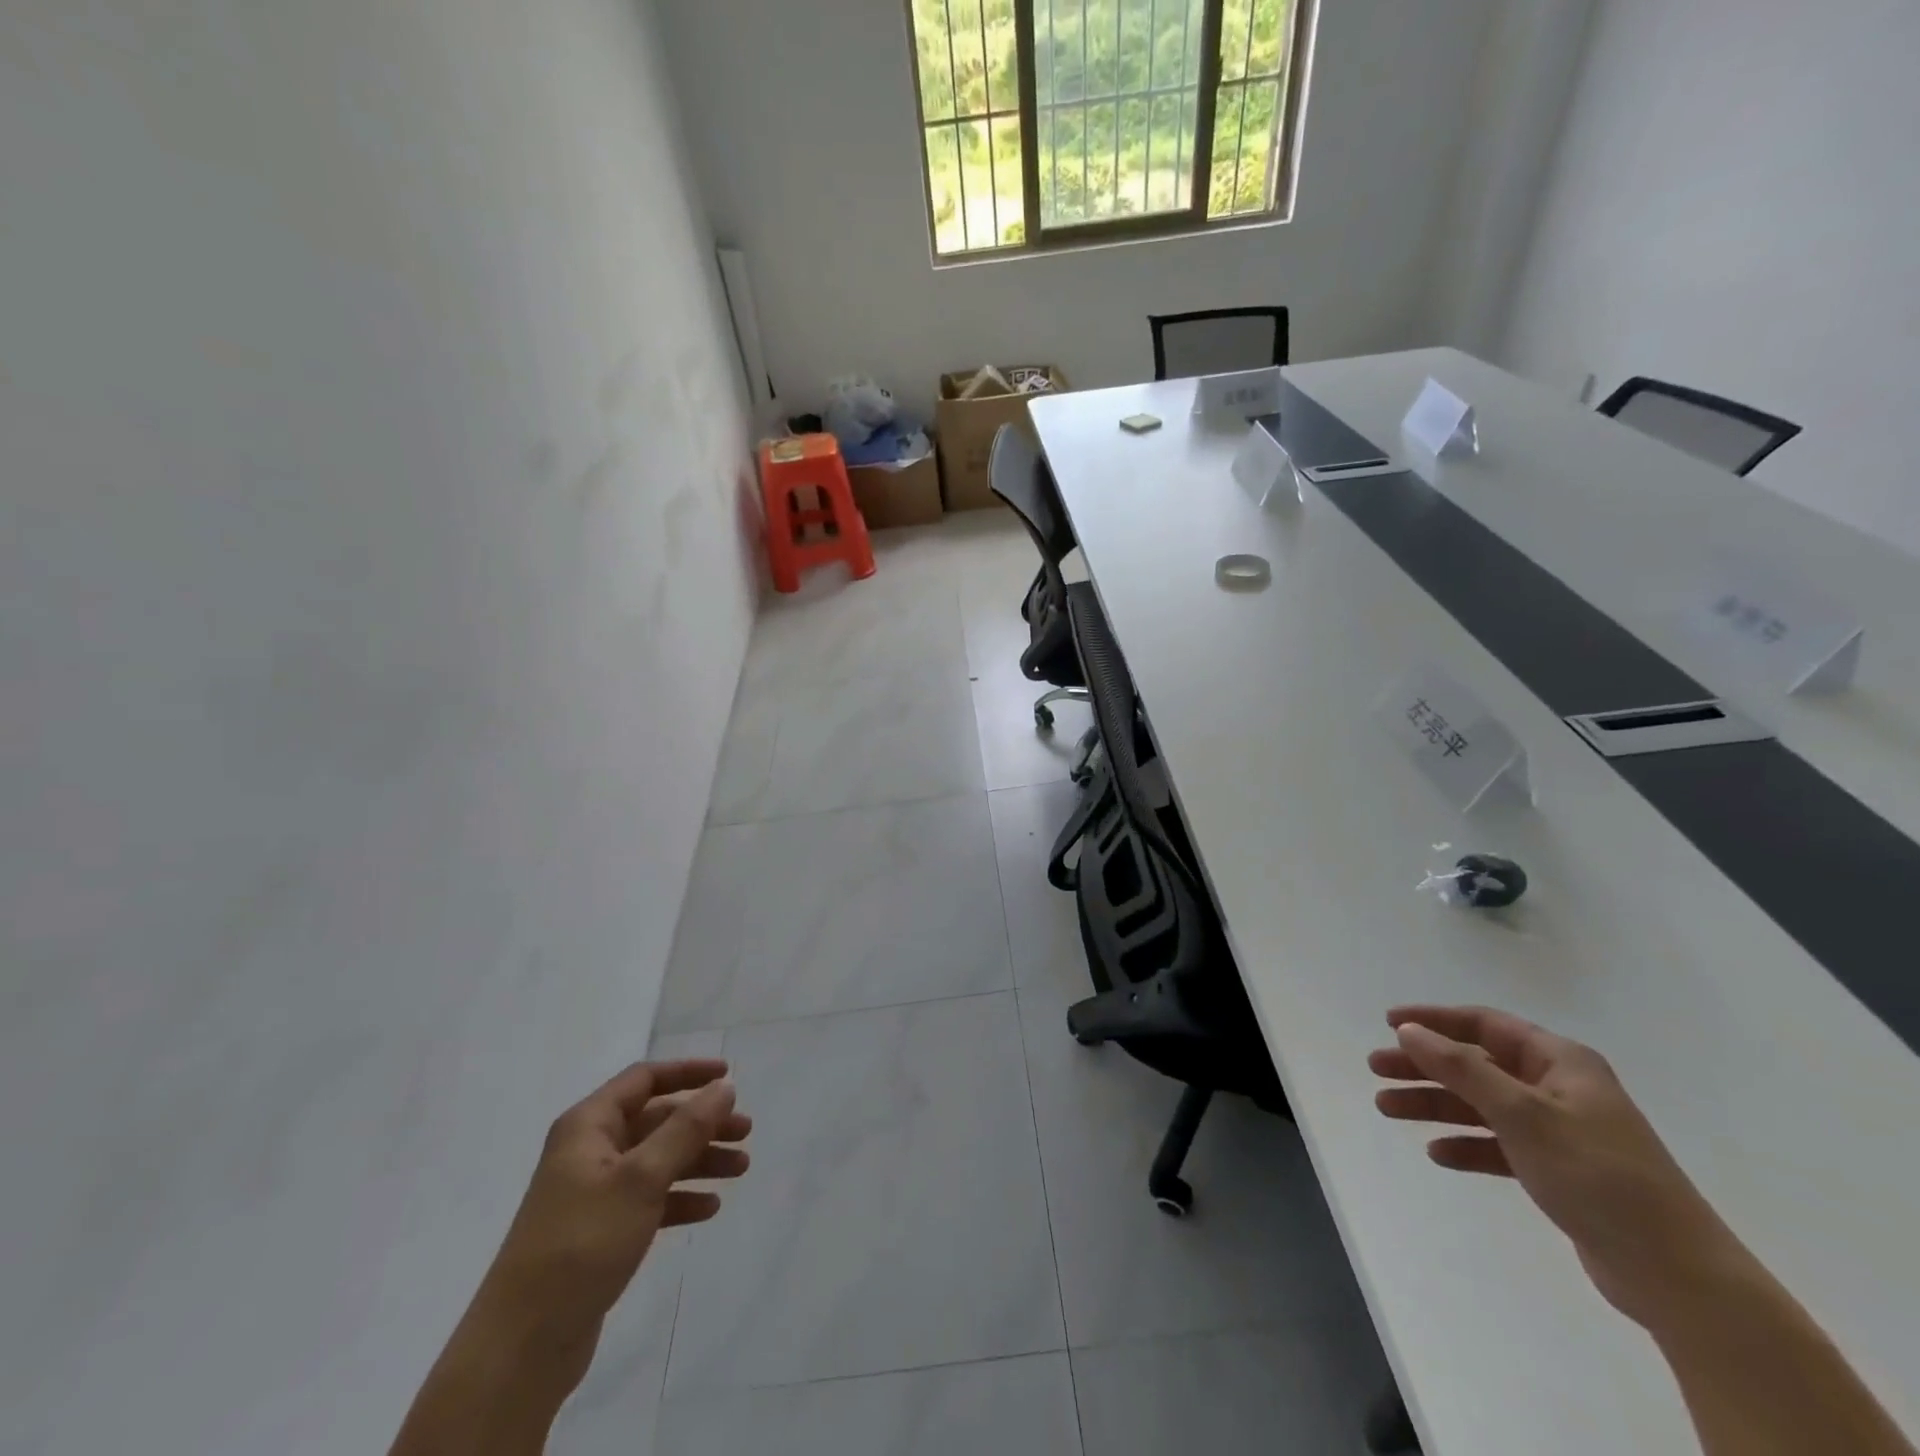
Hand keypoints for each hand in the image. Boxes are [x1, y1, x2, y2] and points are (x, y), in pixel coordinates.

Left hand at [473, 1059, 751, 1359]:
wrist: (521, 1346)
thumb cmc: (583, 1242)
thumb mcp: (642, 1178)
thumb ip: (686, 1129)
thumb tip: (723, 1088)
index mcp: (589, 1126)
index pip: (644, 1079)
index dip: (688, 1073)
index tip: (729, 1077)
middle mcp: (589, 1151)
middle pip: (657, 1120)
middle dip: (703, 1123)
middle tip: (746, 1132)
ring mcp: (593, 1193)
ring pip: (657, 1160)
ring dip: (699, 1160)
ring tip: (740, 1170)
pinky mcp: (600, 1232)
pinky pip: (649, 1199)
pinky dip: (680, 1198)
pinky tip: (709, 1209)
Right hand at [1369, 1005, 1743, 1331]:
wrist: (1677, 1275)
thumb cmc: (1597, 1175)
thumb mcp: (1521, 1113)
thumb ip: (1460, 1068)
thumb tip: (1409, 1030)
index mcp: (1560, 1062)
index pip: (1485, 1024)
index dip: (1435, 1020)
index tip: (1389, 1024)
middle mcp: (1559, 1088)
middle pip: (1476, 1065)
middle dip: (1424, 1066)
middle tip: (1376, 1070)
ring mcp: (1561, 1131)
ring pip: (1482, 1104)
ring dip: (1435, 1104)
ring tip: (1386, 1109)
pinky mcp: (1560, 1171)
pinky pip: (1499, 1145)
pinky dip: (1467, 1145)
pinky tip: (1438, 1154)